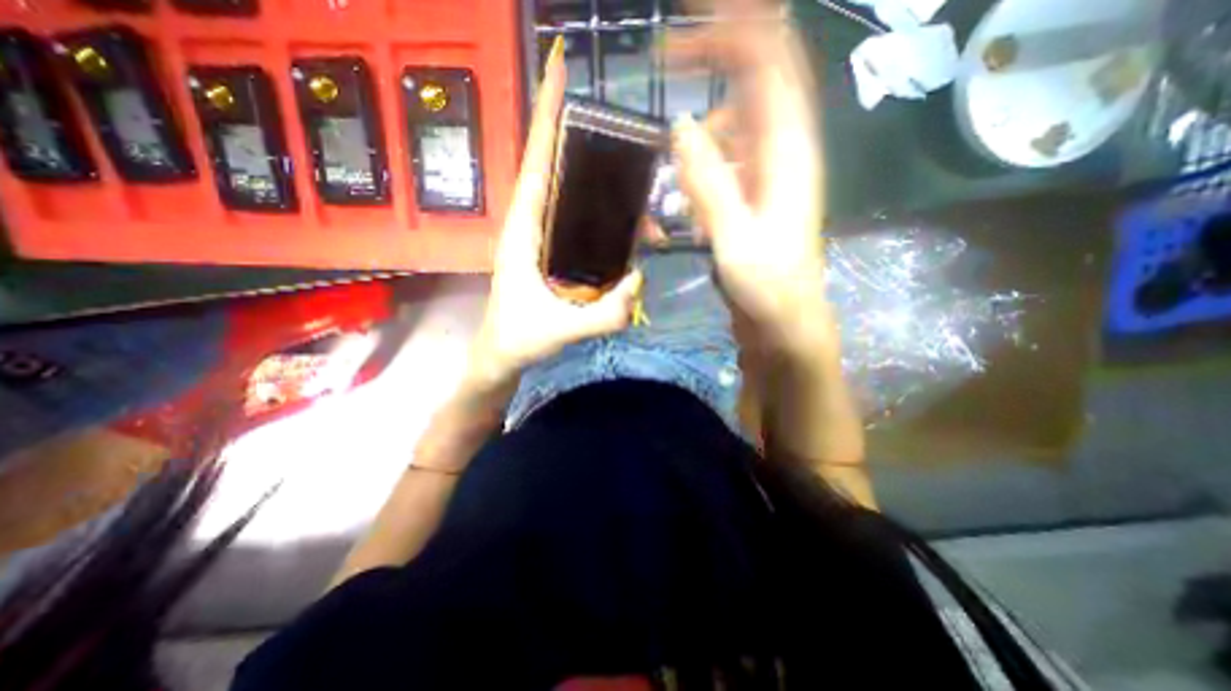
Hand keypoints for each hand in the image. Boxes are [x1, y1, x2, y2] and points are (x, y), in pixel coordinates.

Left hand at [467, 39, 645, 387]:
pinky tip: (631, 237)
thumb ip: (603, 314)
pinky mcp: (552, 255)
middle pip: (557, 174)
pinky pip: (580, 227)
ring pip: (573, 202)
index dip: (546, 121)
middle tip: (634, 158)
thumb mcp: (561, 330)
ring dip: (609, 201)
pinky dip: (606, 225)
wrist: (502, 357)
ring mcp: (541, 241)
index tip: (560, 77)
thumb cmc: (518, 340)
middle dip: (592, 157)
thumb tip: (640, 280)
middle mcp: (530, 228)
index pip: (535, 167)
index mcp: (521, 234)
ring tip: (647, 217)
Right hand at [669, 4, 832, 349]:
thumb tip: (681, 126)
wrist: (783, 321)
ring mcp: (769, 172)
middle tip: (672, 55)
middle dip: (718, 55)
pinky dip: (705, 163)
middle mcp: (784, 151)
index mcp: (789, 153)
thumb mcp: (735, 237)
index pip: (771, 62)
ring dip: (706, 130)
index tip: (686, 20)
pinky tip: (691, 197)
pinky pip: (728, 159)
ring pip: (737, 123)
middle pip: (758, 78)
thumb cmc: (767, 286)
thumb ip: (709, 182)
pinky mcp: (755, 194)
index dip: (734, 28)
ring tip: (681, 167)